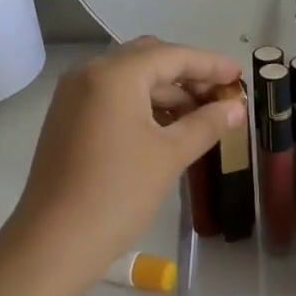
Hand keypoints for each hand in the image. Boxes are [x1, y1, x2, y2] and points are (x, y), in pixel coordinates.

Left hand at [6, 38, 243, 281]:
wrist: (55, 240)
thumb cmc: (119, 192)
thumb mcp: (170, 155)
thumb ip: (206, 124)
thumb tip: (236, 107)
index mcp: (114, 73)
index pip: (172, 55)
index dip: (210, 64)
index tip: (240, 75)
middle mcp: (89, 72)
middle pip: (148, 60)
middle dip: (187, 75)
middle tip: (221, 96)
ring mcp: (73, 95)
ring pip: (129, 79)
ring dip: (166, 92)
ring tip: (201, 117)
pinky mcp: (66, 118)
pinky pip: (111, 98)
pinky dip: (141, 105)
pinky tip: (167, 127)